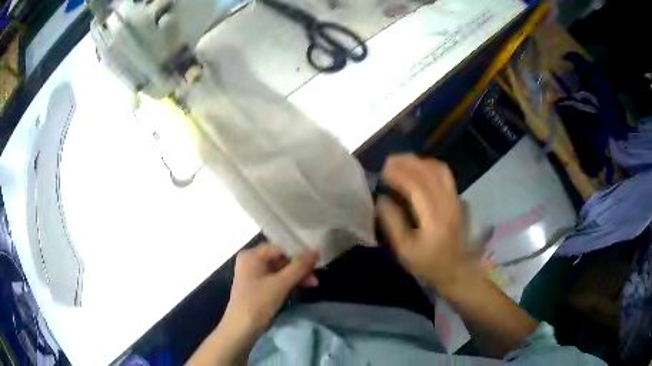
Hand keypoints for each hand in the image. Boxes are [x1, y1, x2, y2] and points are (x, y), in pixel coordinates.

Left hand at [188, 244, 318, 364]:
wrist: (242, 328)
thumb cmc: (258, 302)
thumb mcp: (281, 284)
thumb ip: (300, 266)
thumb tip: (317, 249)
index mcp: (251, 255)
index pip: (280, 247)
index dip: (299, 252)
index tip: (317, 259)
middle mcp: (251, 261)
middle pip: (281, 258)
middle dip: (299, 267)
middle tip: (316, 275)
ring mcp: (254, 275)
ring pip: (281, 270)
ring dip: (297, 276)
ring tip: (314, 283)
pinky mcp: (258, 287)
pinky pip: (277, 279)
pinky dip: (289, 282)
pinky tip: (303, 287)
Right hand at [377, 155, 466, 291]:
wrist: (453, 267)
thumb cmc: (426, 262)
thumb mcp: (404, 250)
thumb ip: (393, 224)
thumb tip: (381, 198)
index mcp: (433, 218)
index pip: (417, 187)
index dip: (399, 175)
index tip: (382, 172)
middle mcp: (446, 204)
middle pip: (428, 173)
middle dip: (407, 163)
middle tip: (388, 162)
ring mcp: (454, 199)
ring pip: (438, 169)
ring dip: (419, 161)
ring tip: (401, 162)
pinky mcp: (455, 198)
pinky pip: (445, 174)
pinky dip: (430, 165)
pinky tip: (418, 166)